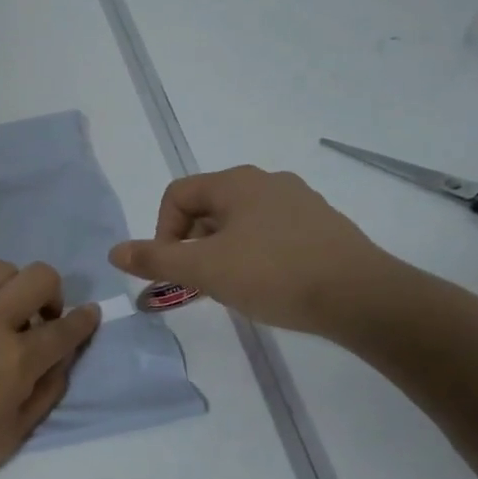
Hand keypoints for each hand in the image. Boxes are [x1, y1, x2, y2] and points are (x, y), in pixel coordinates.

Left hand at [0, 262, 101, 478]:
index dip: (85, 320)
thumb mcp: (11, 435)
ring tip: (0, 319)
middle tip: (40, 319)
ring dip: (11, 289)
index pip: (65, 327)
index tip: (89, 315)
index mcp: (14, 357)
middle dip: (52, 293)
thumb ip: (44, 390)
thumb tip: (60, 359)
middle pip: (37, 276)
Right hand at [109, 167, 408, 338]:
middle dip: (193, 244)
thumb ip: (155, 259)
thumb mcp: (204, 270)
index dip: (163, 230)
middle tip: (200, 281)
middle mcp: (268, 181)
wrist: (362, 297)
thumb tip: (114, 251)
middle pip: (208, 207)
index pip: (178, 194)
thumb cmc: (274, 275)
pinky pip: (272, 233)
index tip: (174, 268)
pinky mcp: (323, 226)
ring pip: (240, 222)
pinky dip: (256, 254)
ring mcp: (300, 202)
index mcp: (236, 182)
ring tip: (233, 286)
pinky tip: (268, 284)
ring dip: (223, 251)